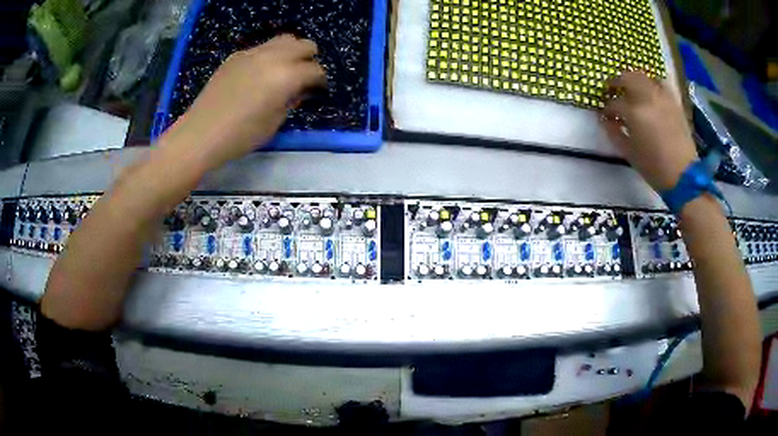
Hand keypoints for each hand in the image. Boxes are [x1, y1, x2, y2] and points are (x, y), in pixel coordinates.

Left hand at [168, 35, 325, 164]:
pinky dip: (268, 56)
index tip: (317, 91)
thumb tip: (301, 90)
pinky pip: (261, 48)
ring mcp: (252, 53)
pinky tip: (258, 75)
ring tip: (283, 72)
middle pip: (304, 44)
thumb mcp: (274, 123)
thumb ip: (292, 101)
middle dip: (309, 59)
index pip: (315, 70)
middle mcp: (272, 57)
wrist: (199, 134)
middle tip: (303, 78)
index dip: (320, 81)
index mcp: (285, 76)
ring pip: (283, 40)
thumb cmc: (240, 136)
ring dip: (290, 53)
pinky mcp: (236, 56)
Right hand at [601, 71, 697, 190]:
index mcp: (633, 112)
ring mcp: (661, 97)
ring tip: (631, 88)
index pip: (613, 103)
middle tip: (612, 90)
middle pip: (626, 78)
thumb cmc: (654, 167)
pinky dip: (652, 83)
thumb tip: (604, 120)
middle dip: (616, 82)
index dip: (607, 109)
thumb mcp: (629, 153)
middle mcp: (647, 98)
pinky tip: (650, 90)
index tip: (605, 115)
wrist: (684, 175)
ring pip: (643, 77)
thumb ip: (614, 133)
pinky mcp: (673, 101)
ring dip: (633, 79)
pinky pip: (660, 83)